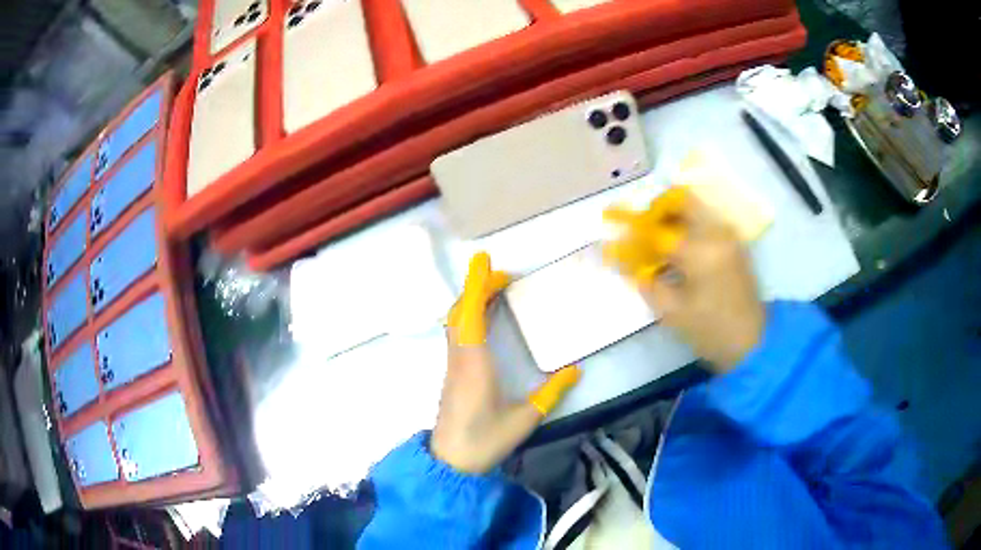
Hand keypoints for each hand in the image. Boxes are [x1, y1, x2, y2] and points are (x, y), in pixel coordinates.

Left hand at [432, 252, 580, 473]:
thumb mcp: (525, 418)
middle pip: (459, 312)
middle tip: (503, 277)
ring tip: (495, 292)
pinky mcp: (451, 373)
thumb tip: (576, 369)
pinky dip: (467, 316)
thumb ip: (552, 392)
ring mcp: (452, 365)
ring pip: (454, 322)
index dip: (477, 285)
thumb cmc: (486, 440)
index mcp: (475, 364)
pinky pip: (455, 334)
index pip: (471, 314)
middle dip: (477, 287)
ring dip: (470, 300)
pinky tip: (483, 320)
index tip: (485, 261)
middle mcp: (459, 358)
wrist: (451, 461)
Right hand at [604, 189, 764, 372]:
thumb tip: (623, 259)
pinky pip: (707, 221)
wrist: (753, 342)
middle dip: (656, 210)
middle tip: (641, 228)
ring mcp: (729, 235)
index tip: (612, 228)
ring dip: (672, 217)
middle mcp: (716, 233)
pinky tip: (678, 250)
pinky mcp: (735, 243)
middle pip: (681, 200)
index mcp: (700, 251)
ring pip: (696, 208)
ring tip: (657, 241)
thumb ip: (645, 281)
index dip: (631, 229)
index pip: (657, 230)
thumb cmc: (711, 330)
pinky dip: (688, 226)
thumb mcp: (672, 312)